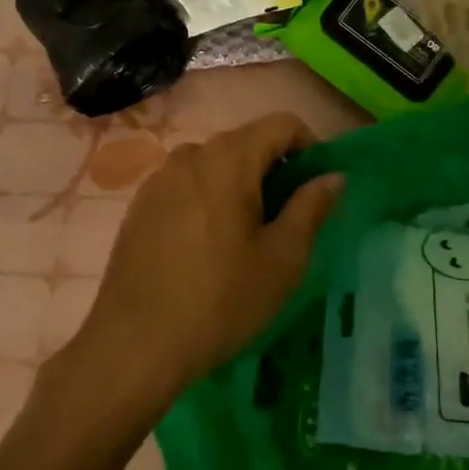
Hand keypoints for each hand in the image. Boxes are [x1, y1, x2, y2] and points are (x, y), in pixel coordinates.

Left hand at [73, 113, 342, 412]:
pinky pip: (186, 186)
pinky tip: (206, 248)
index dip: (310, 147)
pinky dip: (208, 200)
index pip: (282, 124)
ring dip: (239, 185)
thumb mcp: (283, 258)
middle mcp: (190, 155)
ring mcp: (159, 180)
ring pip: (214, 165)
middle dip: (274, 169)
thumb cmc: (221, 299)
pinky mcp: (139, 207)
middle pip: (246, 142)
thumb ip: (311, 207)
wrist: (135, 345)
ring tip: (245, 236)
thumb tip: (333, 176)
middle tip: (286, 219)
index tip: (315, 188)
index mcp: (229, 159)